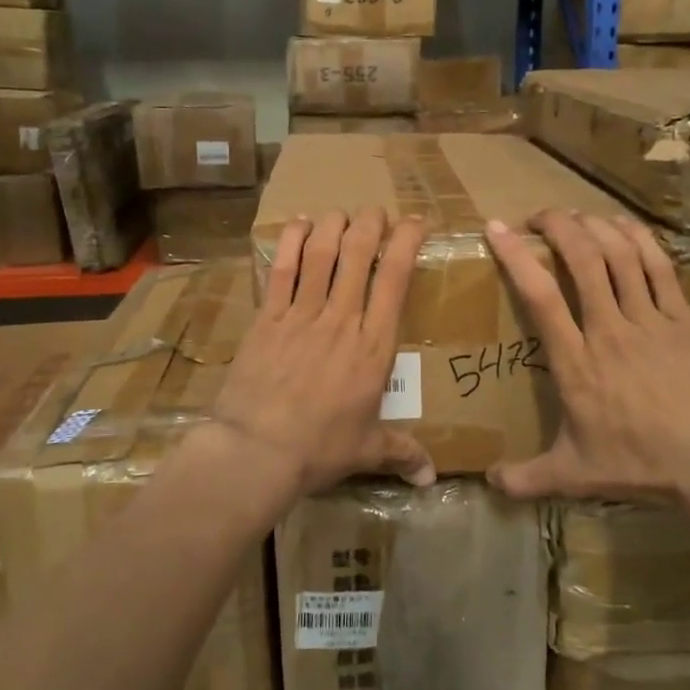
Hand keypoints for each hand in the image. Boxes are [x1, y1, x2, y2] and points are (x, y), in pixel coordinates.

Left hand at [212, 207, 435, 496]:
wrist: (257, 450)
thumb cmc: (319, 449)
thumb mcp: (366, 450)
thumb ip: (402, 453)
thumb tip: (432, 477)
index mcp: (374, 347)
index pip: (395, 280)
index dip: (406, 243)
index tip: (414, 223)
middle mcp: (342, 319)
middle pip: (359, 255)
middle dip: (370, 224)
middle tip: (374, 212)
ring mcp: (301, 315)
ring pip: (322, 254)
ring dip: (334, 226)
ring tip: (341, 213)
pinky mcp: (268, 318)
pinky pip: (281, 269)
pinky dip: (291, 242)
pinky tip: (299, 224)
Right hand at [484, 209, 689, 506]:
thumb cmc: (639, 464)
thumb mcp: (575, 474)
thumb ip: (528, 477)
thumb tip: (488, 484)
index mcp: (576, 362)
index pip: (540, 296)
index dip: (516, 256)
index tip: (498, 228)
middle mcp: (609, 329)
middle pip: (582, 259)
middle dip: (558, 226)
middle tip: (539, 217)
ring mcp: (651, 320)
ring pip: (621, 255)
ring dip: (595, 227)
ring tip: (576, 217)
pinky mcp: (684, 319)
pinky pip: (659, 266)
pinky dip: (639, 238)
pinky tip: (623, 225)